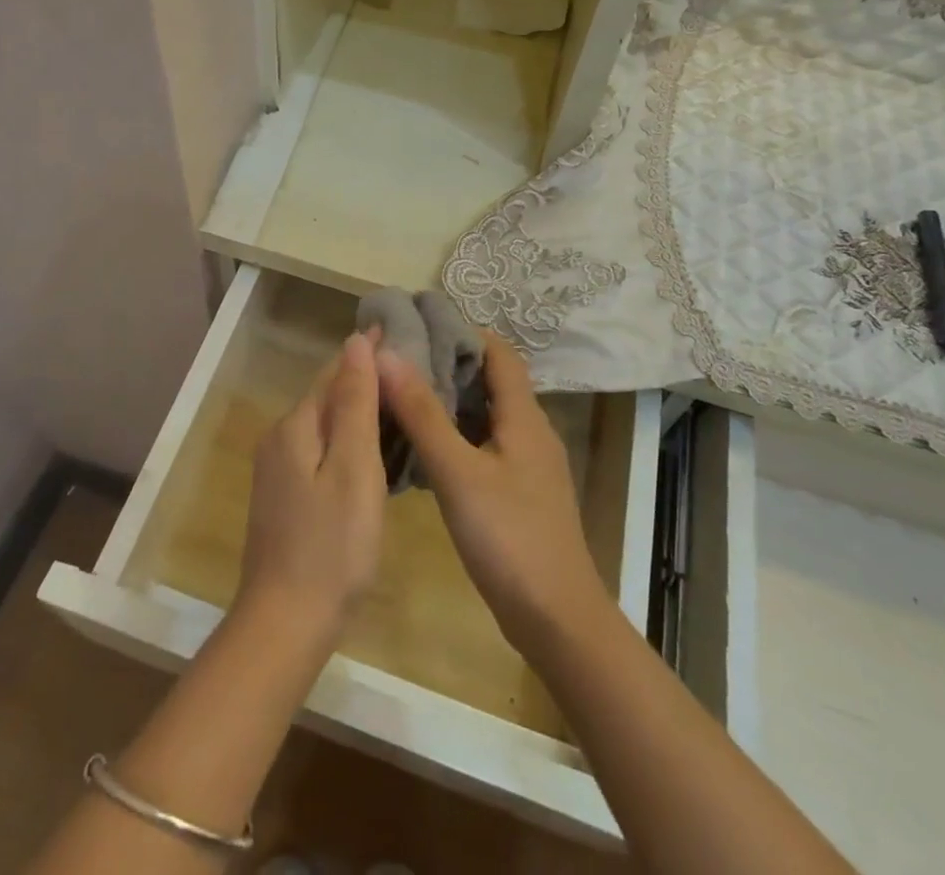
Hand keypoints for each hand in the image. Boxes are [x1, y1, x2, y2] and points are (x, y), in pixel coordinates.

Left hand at [235, 331, 386, 655]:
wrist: (284, 624)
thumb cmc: (331, 546)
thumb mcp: (352, 468)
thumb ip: (353, 403)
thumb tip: (355, 342)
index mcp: (296, 426)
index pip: (335, 372)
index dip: (367, 353)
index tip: (401, 333)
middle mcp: (280, 438)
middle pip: (326, 395)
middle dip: (363, 378)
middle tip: (411, 368)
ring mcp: (277, 470)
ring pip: (323, 424)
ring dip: (357, 408)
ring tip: (399, 402)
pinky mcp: (284, 497)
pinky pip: (320, 450)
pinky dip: (347, 439)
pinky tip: (372, 450)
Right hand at [379, 332, 614, 660]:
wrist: (557, 620)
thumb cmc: (509, 538)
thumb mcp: (458, 472)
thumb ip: (422, 414)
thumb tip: (387, 354)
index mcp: (524, 417)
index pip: (499, 352)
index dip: (464, 331)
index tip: (419, 324)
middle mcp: (531, 431)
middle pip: (491, 381)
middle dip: (449, 363)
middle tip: (400, 358)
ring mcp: (528, 465)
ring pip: (486, 415)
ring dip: (450, 400)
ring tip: (402, 394)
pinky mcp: (520, 492)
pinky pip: (485, 445)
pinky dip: (456, 434)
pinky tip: (423, 447)